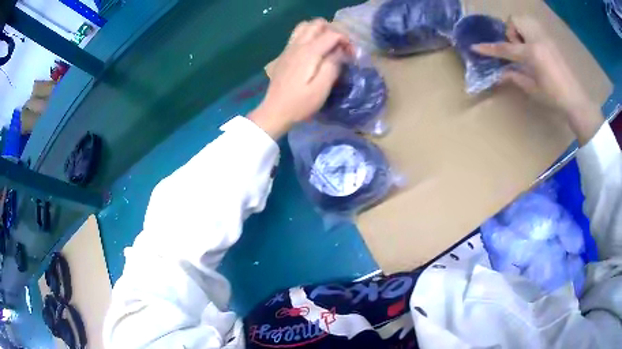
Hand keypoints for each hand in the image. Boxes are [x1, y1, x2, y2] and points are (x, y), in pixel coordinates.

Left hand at [249, 19, 351, 138]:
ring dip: (319, 31)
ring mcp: (289, 48)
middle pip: (317, 24)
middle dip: (333, 31)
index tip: (351, 55)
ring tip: (327, 46)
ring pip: (305, 26)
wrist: (274, 111)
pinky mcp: (284, 54)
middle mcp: (298, 45)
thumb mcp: (322, 88)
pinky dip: (308, 36)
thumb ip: (333, 66)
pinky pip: (297, 35)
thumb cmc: (300, 103)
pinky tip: (313, 52)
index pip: (333, 34)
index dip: (346, 41)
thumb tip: (341, 52)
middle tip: (340, 48)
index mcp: (309, 52)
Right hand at [473, 16, 602, 143]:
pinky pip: (535, 26)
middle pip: (515, 20)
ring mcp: (545, 38)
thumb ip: (515, 77)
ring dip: (519, 29)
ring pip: (525, 19)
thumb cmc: (554, 98)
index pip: (505, 48)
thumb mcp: (532, 89)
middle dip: (510, 31)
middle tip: (516, 48)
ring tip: (525, 47)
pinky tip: (534, 47)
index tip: (475, 47)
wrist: (575, 99)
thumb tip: (500, 73)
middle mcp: (538, 40)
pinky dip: (529, 31)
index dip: (489, 48)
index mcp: (532, 53)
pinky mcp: (551, 40)